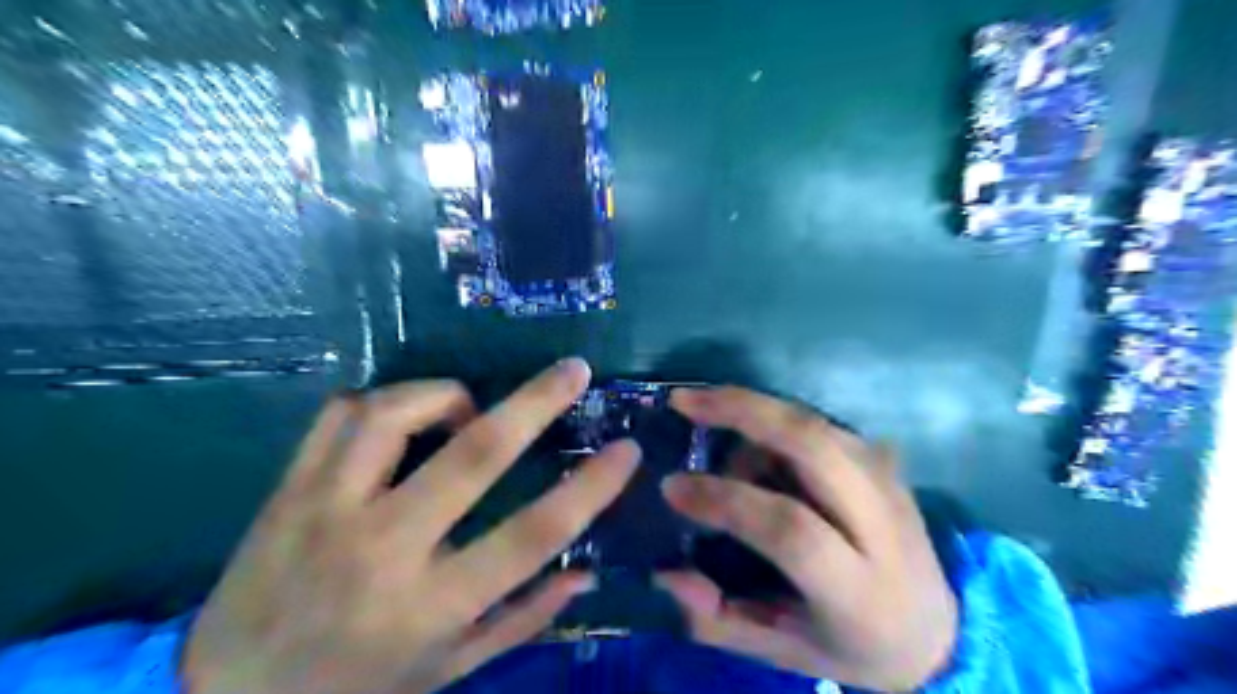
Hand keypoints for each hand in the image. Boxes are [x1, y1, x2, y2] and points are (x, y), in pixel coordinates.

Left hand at [187, 362, 641, 693]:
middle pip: (473, 454)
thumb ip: (523, 618)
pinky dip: (384, 401)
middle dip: (535, 402)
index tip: (626, 451)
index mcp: (431, 605)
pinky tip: (403, 418)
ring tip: (468, 408)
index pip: (533, 535)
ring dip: (447, 395)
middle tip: (574, 370)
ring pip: (394, 413)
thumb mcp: (450, 670)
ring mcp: (326, 510)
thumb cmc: (356, 689)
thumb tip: (586, 571)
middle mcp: (382, 548)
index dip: (591, 489)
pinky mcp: (288, 489)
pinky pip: (341, 413)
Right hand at [657, 387, 954, 690]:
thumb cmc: (850, 645)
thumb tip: (666, 572)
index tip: (672, 487)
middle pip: (812, 445)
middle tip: (684, 402)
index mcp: (858, 589)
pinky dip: (773, 417)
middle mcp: (880, 523)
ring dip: (752, 411)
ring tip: (709, 420)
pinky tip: (746, 431)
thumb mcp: (781, 652)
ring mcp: (887, 481)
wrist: (936, 630)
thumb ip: (717, 619)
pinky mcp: (883, 460)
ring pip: (813, 422)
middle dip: (742, 411)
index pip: (790, 529)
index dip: (725, 501)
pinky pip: (817, 422)